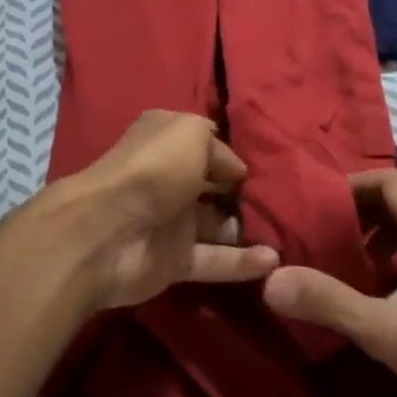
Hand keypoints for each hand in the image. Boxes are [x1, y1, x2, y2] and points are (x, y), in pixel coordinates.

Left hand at [45, 110, 277, 310]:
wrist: (109, 231)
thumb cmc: (152, 170)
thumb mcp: (189, 133)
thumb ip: (217, 146)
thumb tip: (235, 169)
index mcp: (166, 143)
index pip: (207, 147)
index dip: (234, 156)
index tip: (270, 166)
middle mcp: (169, 180)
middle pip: (214, 188)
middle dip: (245, 194)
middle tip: (284, 202)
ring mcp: (172, 223)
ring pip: (218, 225)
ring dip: (248, 229)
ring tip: (286, 232)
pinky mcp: (175, 262)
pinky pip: (216, 261)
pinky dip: (244, 262)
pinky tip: (274, 261)